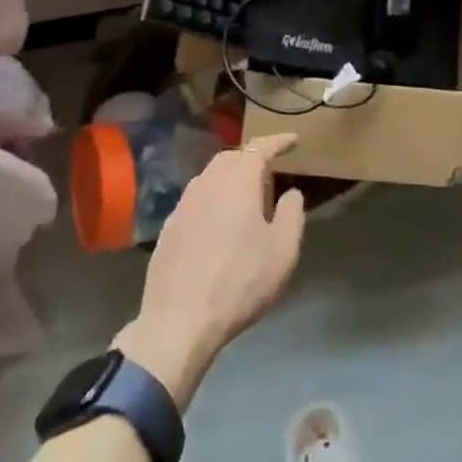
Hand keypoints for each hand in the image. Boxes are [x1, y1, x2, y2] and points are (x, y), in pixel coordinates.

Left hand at [115, 133, 306, 408]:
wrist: (178, 321)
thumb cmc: (240, 281)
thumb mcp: (283, 250)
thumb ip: (292, 213)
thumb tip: (291, 193)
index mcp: (238, 180)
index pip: (260, 148)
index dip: (278, 141)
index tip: (293, 140)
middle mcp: (207, 182)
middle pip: (231, 157)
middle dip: (252, 157)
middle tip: (269, 169)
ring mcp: (183, 204)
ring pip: (210, 177)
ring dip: (230, 178)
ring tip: (245, 194)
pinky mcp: (168, 228)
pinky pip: (196, 200)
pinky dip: (212, 200)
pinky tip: (218, 222)